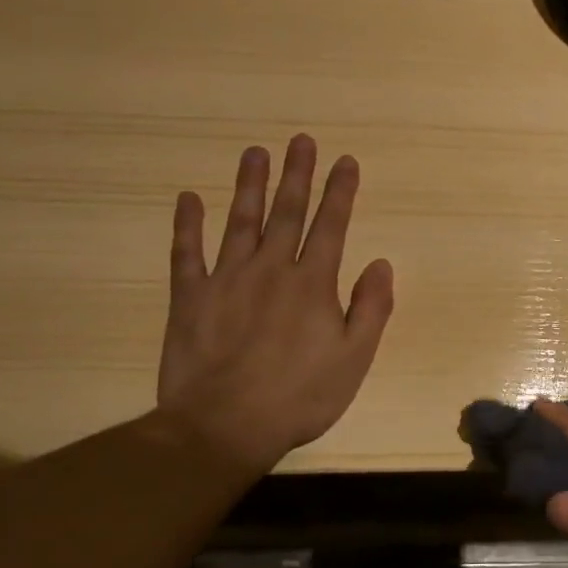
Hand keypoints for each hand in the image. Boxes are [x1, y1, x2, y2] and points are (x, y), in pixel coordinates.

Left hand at [155, 135, 393, 475]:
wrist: (224, 427)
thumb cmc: (299, 396)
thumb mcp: (354, 359)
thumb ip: (371, 308)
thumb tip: (381, 263)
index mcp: (312, 283)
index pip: (331, 225)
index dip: (340, 191)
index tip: (346, 161)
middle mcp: (271, 268)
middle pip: (287, 212)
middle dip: (297, 174)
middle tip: (301, 140)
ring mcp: (226, 279)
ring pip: (240, 221)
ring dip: (249, 185)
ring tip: (255, 152)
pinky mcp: (189, 297)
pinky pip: (186, 253)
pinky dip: (186, 224)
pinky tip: (188, 197)